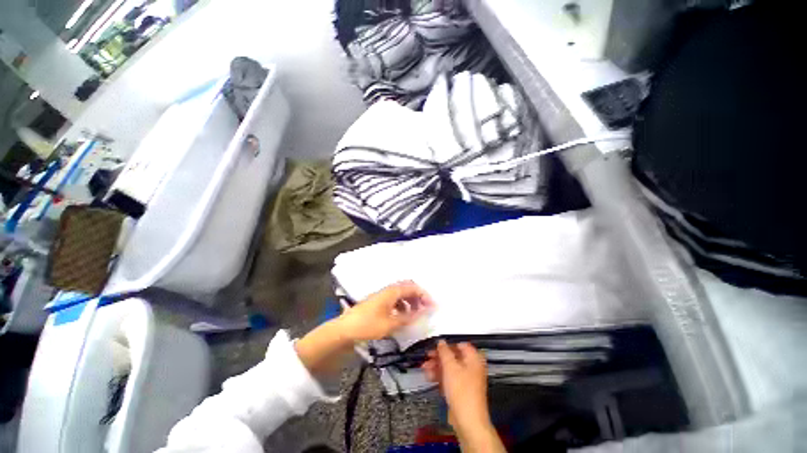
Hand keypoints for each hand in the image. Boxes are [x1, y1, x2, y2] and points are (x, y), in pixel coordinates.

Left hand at [336, 281, 433, 341]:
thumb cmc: (368, 325)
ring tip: (416, 313)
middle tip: (426, 308)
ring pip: (401, 294)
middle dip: (418, 296)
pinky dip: (402, 306)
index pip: (413, 288)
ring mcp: (382, 296)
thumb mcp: (390, 324)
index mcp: (392, 291)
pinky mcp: (377, 303)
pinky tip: (403, 316)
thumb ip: (408, 318)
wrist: (344, 330)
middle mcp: (388, 290)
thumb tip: (423, 313)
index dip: (424, 295)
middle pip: (407, 288)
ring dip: (410, 301)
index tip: (433, 305)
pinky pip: (394, 300)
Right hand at [422, 341, 490, 433]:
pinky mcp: (461, 391)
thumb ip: (444, 351)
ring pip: (450, 368)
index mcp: (474, 359)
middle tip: (427, 357)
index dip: (447, 345)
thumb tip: (441, 341)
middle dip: (439, 357)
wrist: (467, 420)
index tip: (435, 347)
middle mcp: (472, 367)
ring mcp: (466, 380)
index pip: (460, 345)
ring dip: (437, 367)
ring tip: (425, 368)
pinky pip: (449, 379)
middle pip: (453, 357)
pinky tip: (429, 377)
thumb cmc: (461, 390)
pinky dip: (440, 377)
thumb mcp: (450, 367)